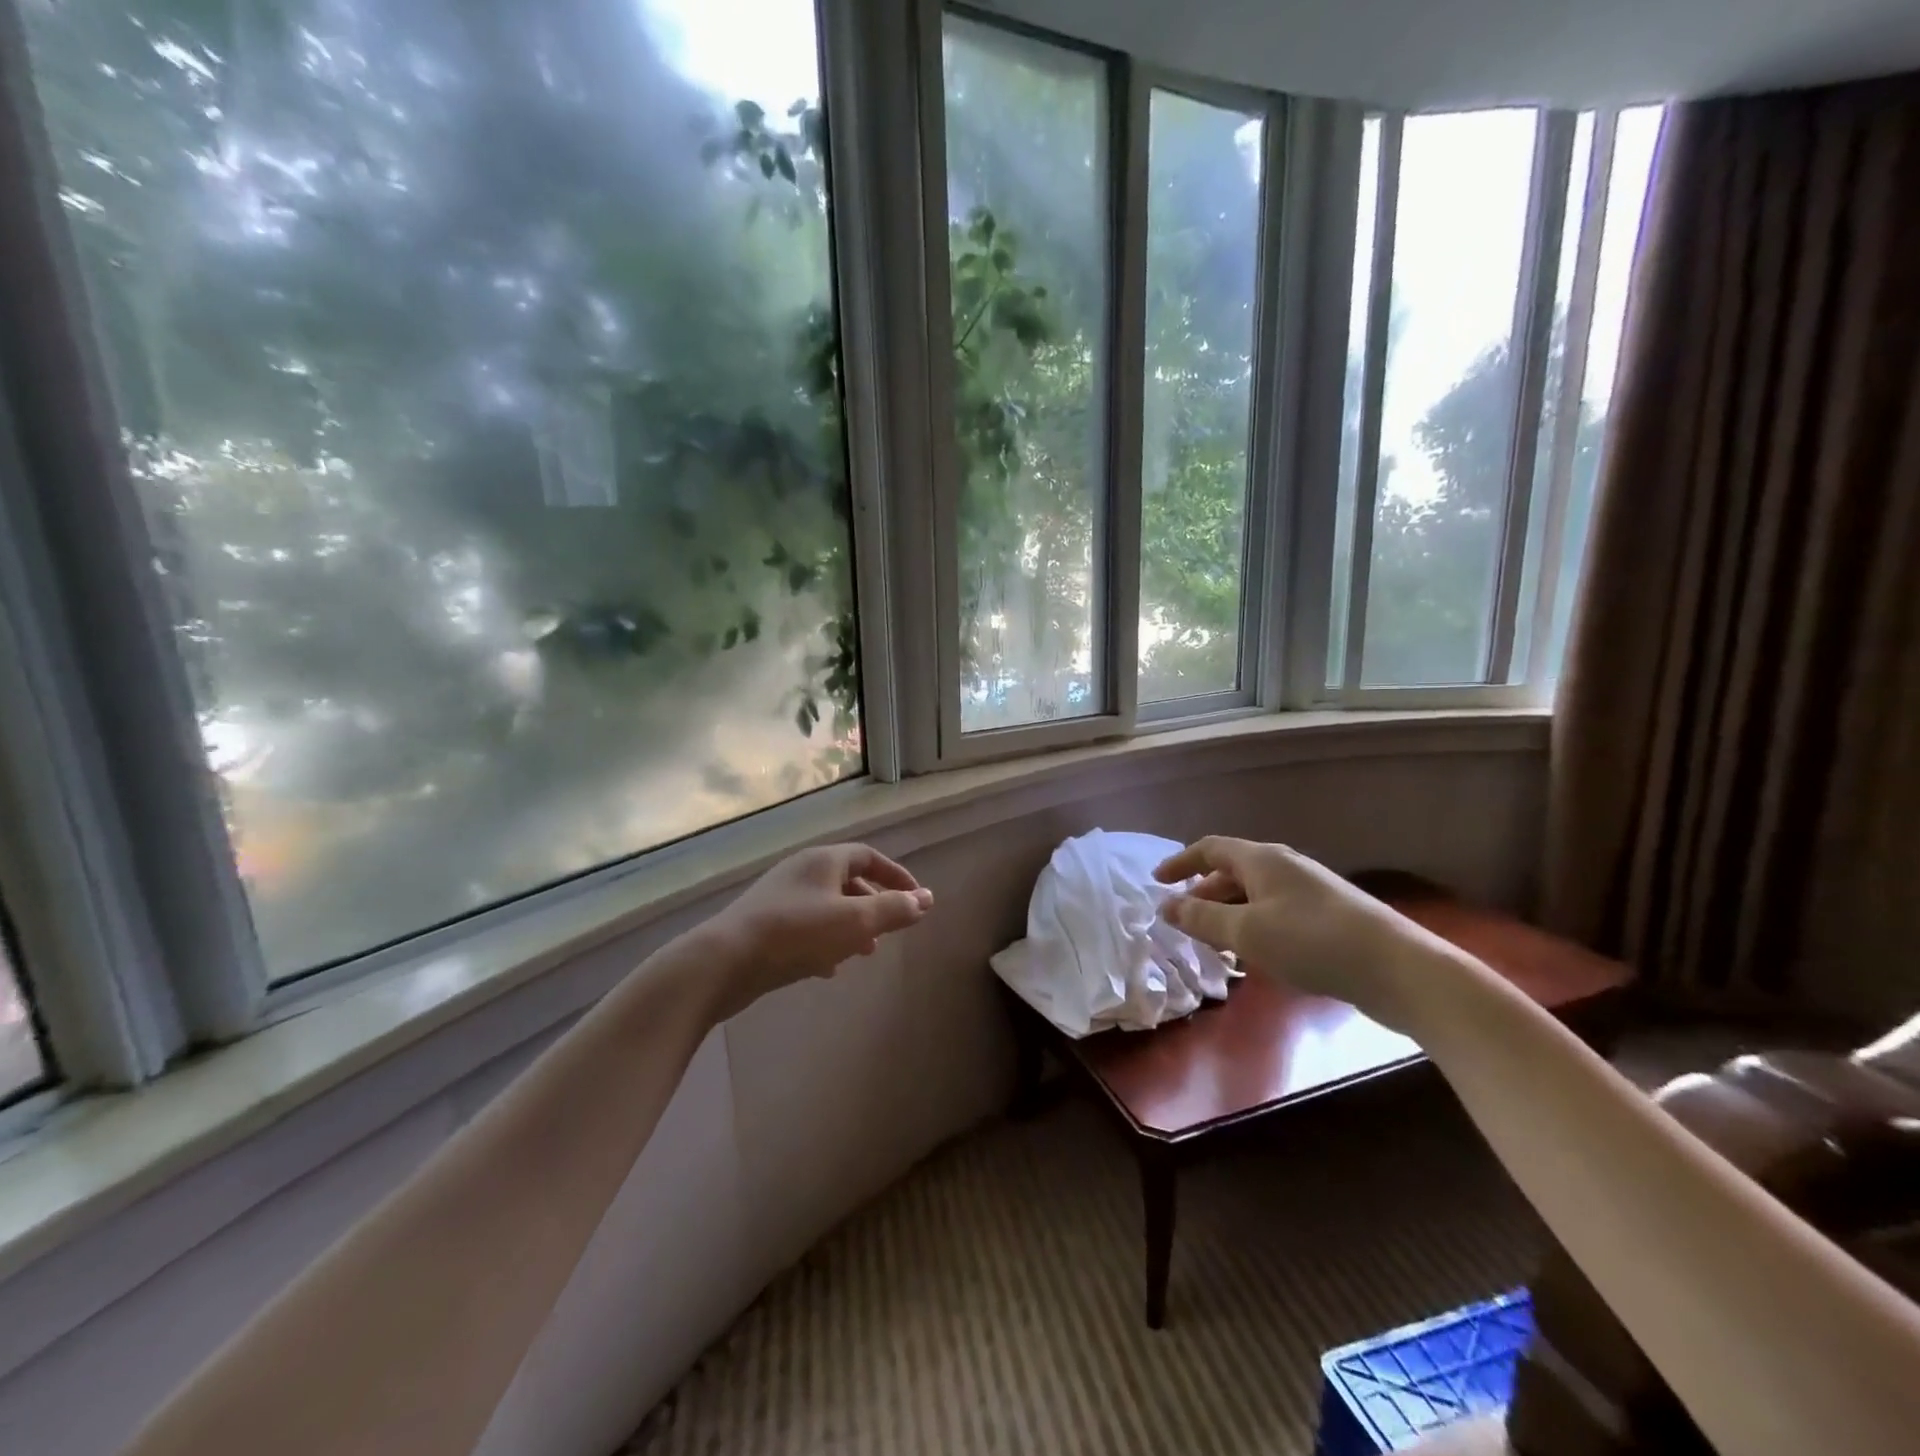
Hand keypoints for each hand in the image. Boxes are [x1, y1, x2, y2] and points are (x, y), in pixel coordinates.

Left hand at [704, 844, 932, 1019]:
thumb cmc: (797, 934)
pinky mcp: (763, 925)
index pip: (868, 856)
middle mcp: (801, 871)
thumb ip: (894, 909)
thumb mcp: (855, 922)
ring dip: (850, 926)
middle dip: (873, 904)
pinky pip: (805, 927)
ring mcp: (779, 897)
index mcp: (823, 861)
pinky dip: (825, 941)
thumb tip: (927, 899)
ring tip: (864, 953)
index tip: (916, 898)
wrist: (723, 962)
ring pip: (827, 906)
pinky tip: (828, 969)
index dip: (896, 875)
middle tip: (889, 930)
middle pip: (847, 880)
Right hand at [1153, 837, 1422, 1019]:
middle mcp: (1284, 866)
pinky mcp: (1329, 915)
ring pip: (1255, 894)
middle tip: (1184, 920)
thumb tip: (1166, 905)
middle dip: (1203, 893)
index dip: (1180, 862)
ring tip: (1215, 944)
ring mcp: (1310, 890)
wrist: (1397, 968)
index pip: (1210, 849)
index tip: (1157, 881)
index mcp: (1262, 860)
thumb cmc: (1311, 942)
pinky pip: (1276, 911)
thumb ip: (1201, 917)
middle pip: (1233, 871)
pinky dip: (1254, 925)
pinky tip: (1257, 956)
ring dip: (1229, 913)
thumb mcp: (1246, 931)